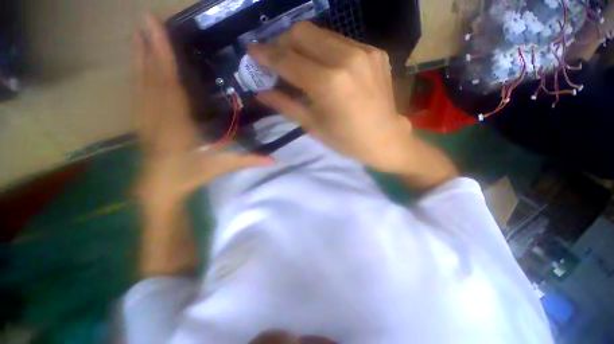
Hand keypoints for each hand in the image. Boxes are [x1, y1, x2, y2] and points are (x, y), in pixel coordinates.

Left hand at [134, 16, 271, 210]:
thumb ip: (250, 160)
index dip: (165, 58)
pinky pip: (138, 91)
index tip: (157, 30)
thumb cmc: (192, 174)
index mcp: (179, 125)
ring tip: (137, 30)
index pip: (173, 86)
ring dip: (140, 55)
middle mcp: (159, 115)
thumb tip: (278, 160)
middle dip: (150, 47)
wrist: (160, 186)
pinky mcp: (142, 119)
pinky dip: (137, 72)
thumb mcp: (224, 167)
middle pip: (154, 77)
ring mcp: (146, 116)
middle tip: (146, 18)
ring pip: (142, 81)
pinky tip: (136, 59)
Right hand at [248, 22, 412, 173]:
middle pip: (303, 33)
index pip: (288, 60)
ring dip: (303, 44)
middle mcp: (346, 59)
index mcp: (328, 83)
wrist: (385, 139)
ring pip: (322, 33)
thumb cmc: (346, 140)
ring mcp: (364, 52)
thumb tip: (261, 92)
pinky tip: (324, 66)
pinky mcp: (375, 52)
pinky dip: (325, 50)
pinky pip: (341, 42)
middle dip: (282, 42)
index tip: (252, 51)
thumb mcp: (313, 127)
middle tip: (276, 58)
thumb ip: (286, 105)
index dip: (266, 54)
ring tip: (298, 62)